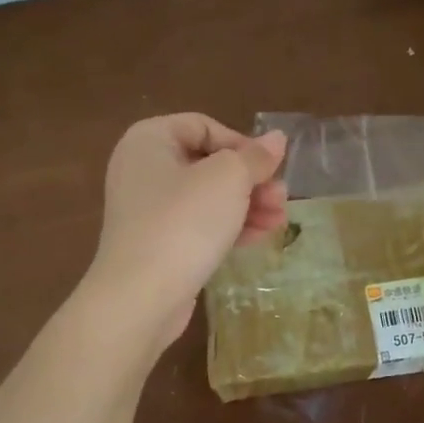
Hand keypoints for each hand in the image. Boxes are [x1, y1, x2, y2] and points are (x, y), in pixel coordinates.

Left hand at [86, 114, 288, 344]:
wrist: (141, 296)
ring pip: (207, 197)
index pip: (204, 127)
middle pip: (207, 163)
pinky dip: (228, 226)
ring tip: (280, 220)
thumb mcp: (228, 179)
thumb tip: (277, 139)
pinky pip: (197, 225)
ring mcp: (147, 209)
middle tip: (282, 196)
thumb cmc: (184, 222)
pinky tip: (260, 236)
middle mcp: (142, 168)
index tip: (269, 168)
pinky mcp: (156, 243)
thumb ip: (255, 157)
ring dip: (247, 204)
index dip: (241, 144)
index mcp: (149, 139)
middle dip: (250, 180)